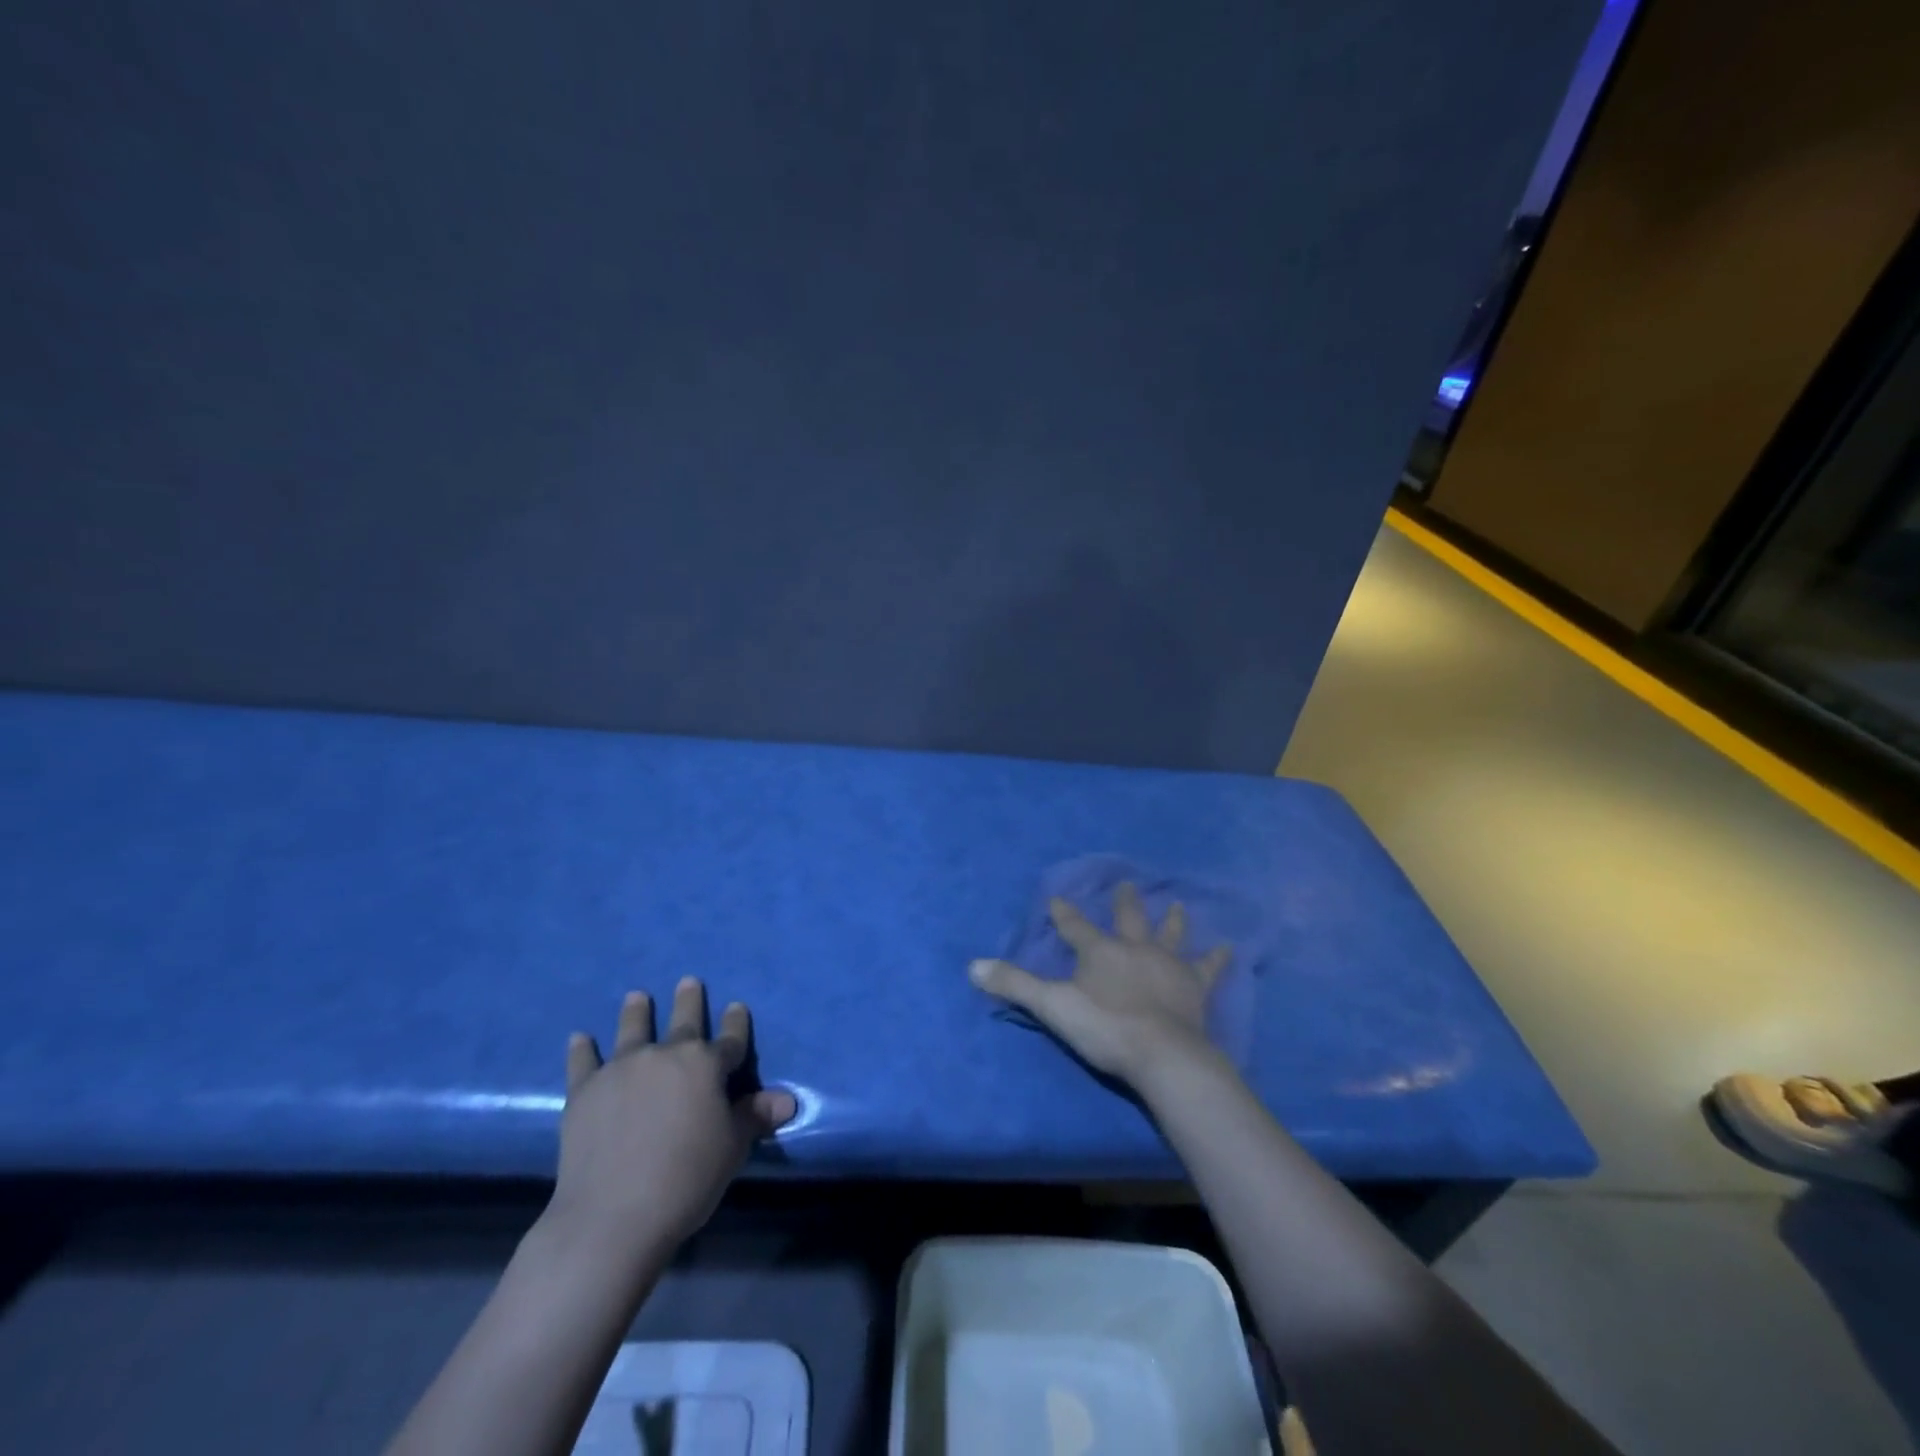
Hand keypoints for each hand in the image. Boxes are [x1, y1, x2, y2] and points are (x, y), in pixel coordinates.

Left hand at [549, 977, 794, 1256]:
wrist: (612, 1215)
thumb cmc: (686, 1179)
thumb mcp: (732, 1149)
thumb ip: (754, 1117)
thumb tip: (787, 1100)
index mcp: (706, 1065)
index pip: (730, 1038)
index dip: (735, 1023)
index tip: (736, 1006)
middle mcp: (665, 1055)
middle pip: (682, 1022)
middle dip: (688, 1001)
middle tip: (688, 982)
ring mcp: (621, 1069)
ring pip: (632, 1030)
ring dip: (636, 1012)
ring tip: (637, 996)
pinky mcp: (584, 1090)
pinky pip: (583, 1062)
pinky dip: (582, 1049)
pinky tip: (579, 1037)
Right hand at [969, 882, 1229, 1087]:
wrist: (1162, 1054)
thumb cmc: (1104, 1028)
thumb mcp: (1052, 1007)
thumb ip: (1014, 985)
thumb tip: (972, 966)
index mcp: (1100, 951)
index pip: (1075, 927)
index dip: (1064, 914)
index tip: (1057, 899)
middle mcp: (1134, 948)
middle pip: (1127, 919)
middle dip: (1123, 902)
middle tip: (1126, 883)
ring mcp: (1168, 965)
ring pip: (1169, 935)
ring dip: (1171, 920)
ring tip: (1176, 903)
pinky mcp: (1195, 987)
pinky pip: (1207, 969)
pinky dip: (1216, 959)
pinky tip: (1228, 949)